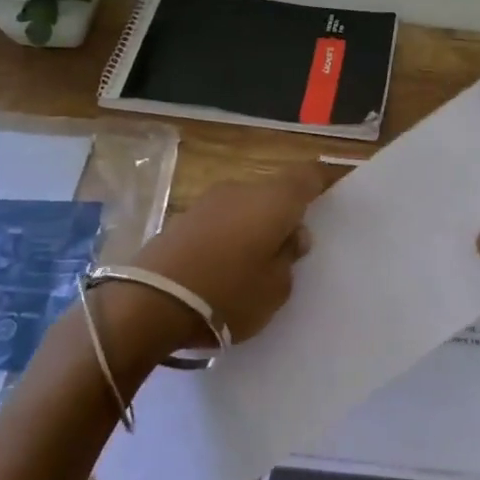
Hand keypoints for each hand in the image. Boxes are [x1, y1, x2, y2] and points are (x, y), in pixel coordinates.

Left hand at [126, 161, 331, 349]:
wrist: (150, 304)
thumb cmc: (229, 295)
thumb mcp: (277, 288)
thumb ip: (289, 257)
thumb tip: (291, 235)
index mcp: (273, 200)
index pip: (307, 176)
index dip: (321, 183)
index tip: (329, 198)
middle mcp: (241, 190)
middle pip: (274, 192)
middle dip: (285, 214)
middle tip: (291, 250)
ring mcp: (207, 202)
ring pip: (245, 206)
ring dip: (255, 226)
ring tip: (256, 263)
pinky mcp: (181, 220)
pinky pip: (220, 221)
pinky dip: (230, 236)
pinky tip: (225, 266)